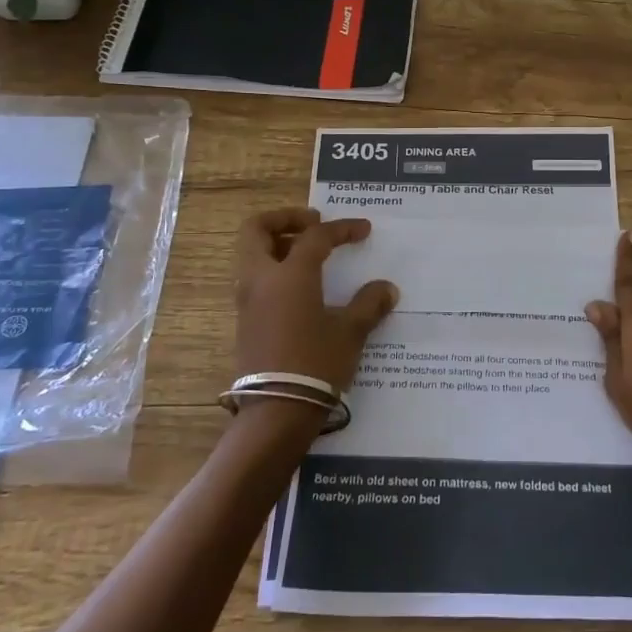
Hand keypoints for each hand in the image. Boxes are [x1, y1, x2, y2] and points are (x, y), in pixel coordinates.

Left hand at [233, 207, 398, 390]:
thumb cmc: (316, 364)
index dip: (341, 229)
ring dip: (277, 244)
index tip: (363, 229)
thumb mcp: (350, 333)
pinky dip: (273, 268)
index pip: (315, 237)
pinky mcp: (245, 321)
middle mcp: (261, 280)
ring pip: (251, 254)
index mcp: (289, 275)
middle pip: (257, 230)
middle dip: (285, 219)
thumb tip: (386, 289)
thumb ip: (369, 304)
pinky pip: (254, 279)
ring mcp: (248, 301)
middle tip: (313, 224)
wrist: (277, 411)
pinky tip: (302, 287)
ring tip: (309, 254)